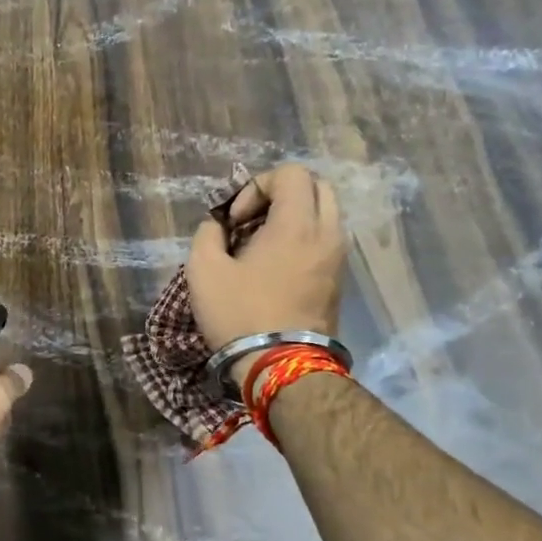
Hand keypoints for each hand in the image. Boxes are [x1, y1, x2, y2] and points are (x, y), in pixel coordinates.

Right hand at [187, 164, 346, 381]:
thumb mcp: (202, 270)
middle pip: (316, 186)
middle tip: (252, 222)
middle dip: (281, 195)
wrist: (280, 367)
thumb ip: (207, 234)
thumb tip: (218, 226)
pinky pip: (325, 240)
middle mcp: (327, 233)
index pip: (291, 173)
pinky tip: (274, 267)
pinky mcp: (338, 281)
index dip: (256, 186)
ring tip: (260, 246)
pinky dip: (302, 239)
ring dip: (292, 218)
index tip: (236, 220)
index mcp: (297, 224)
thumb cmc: (239, 314)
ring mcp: (338, 258)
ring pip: (324, 214)